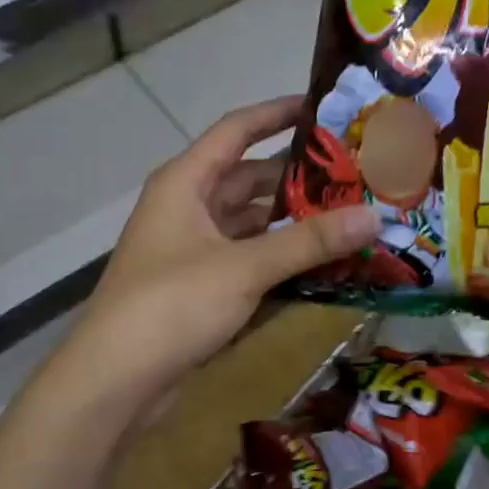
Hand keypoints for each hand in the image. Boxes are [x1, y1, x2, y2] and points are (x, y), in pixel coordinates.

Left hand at [65, 97, 378, 410]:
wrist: (115, 380)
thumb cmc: (172, 305)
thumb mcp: (243, 268)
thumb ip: (308, 242)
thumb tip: (373, 216)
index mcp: (186, 183)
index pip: (236, 130)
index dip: (278, 114)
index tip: (325, 109)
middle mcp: (187, 207)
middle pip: (249, 178)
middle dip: (298, 177)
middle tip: (355, 175)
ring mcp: (191, 249)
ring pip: (249, 222)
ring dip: (291, 221)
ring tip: (349, 216)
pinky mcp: (198, 286)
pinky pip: (246, 258)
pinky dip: (278, 258)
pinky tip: (320, 263)